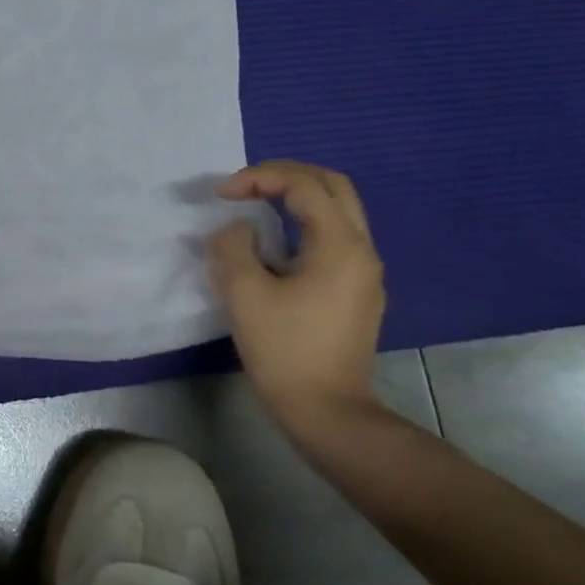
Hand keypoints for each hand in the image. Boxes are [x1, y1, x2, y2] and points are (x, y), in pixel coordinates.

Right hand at [206, 160, 385, 436]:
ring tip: (253, 207)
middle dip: (285, 176)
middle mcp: (361, 250)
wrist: (326, 408)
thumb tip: (238, 229)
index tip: (221, 194)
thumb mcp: (243, 292)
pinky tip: (272, 243)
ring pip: (336, 211)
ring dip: (294, 198)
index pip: (304, 186)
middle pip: (332, 187)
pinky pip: (333, 236)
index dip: (259, 178)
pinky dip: (302, 222)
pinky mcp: (355, 291)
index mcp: (339, 246)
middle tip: (243, 186)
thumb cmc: (283, 348)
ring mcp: (363, 272)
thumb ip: (234, 246)